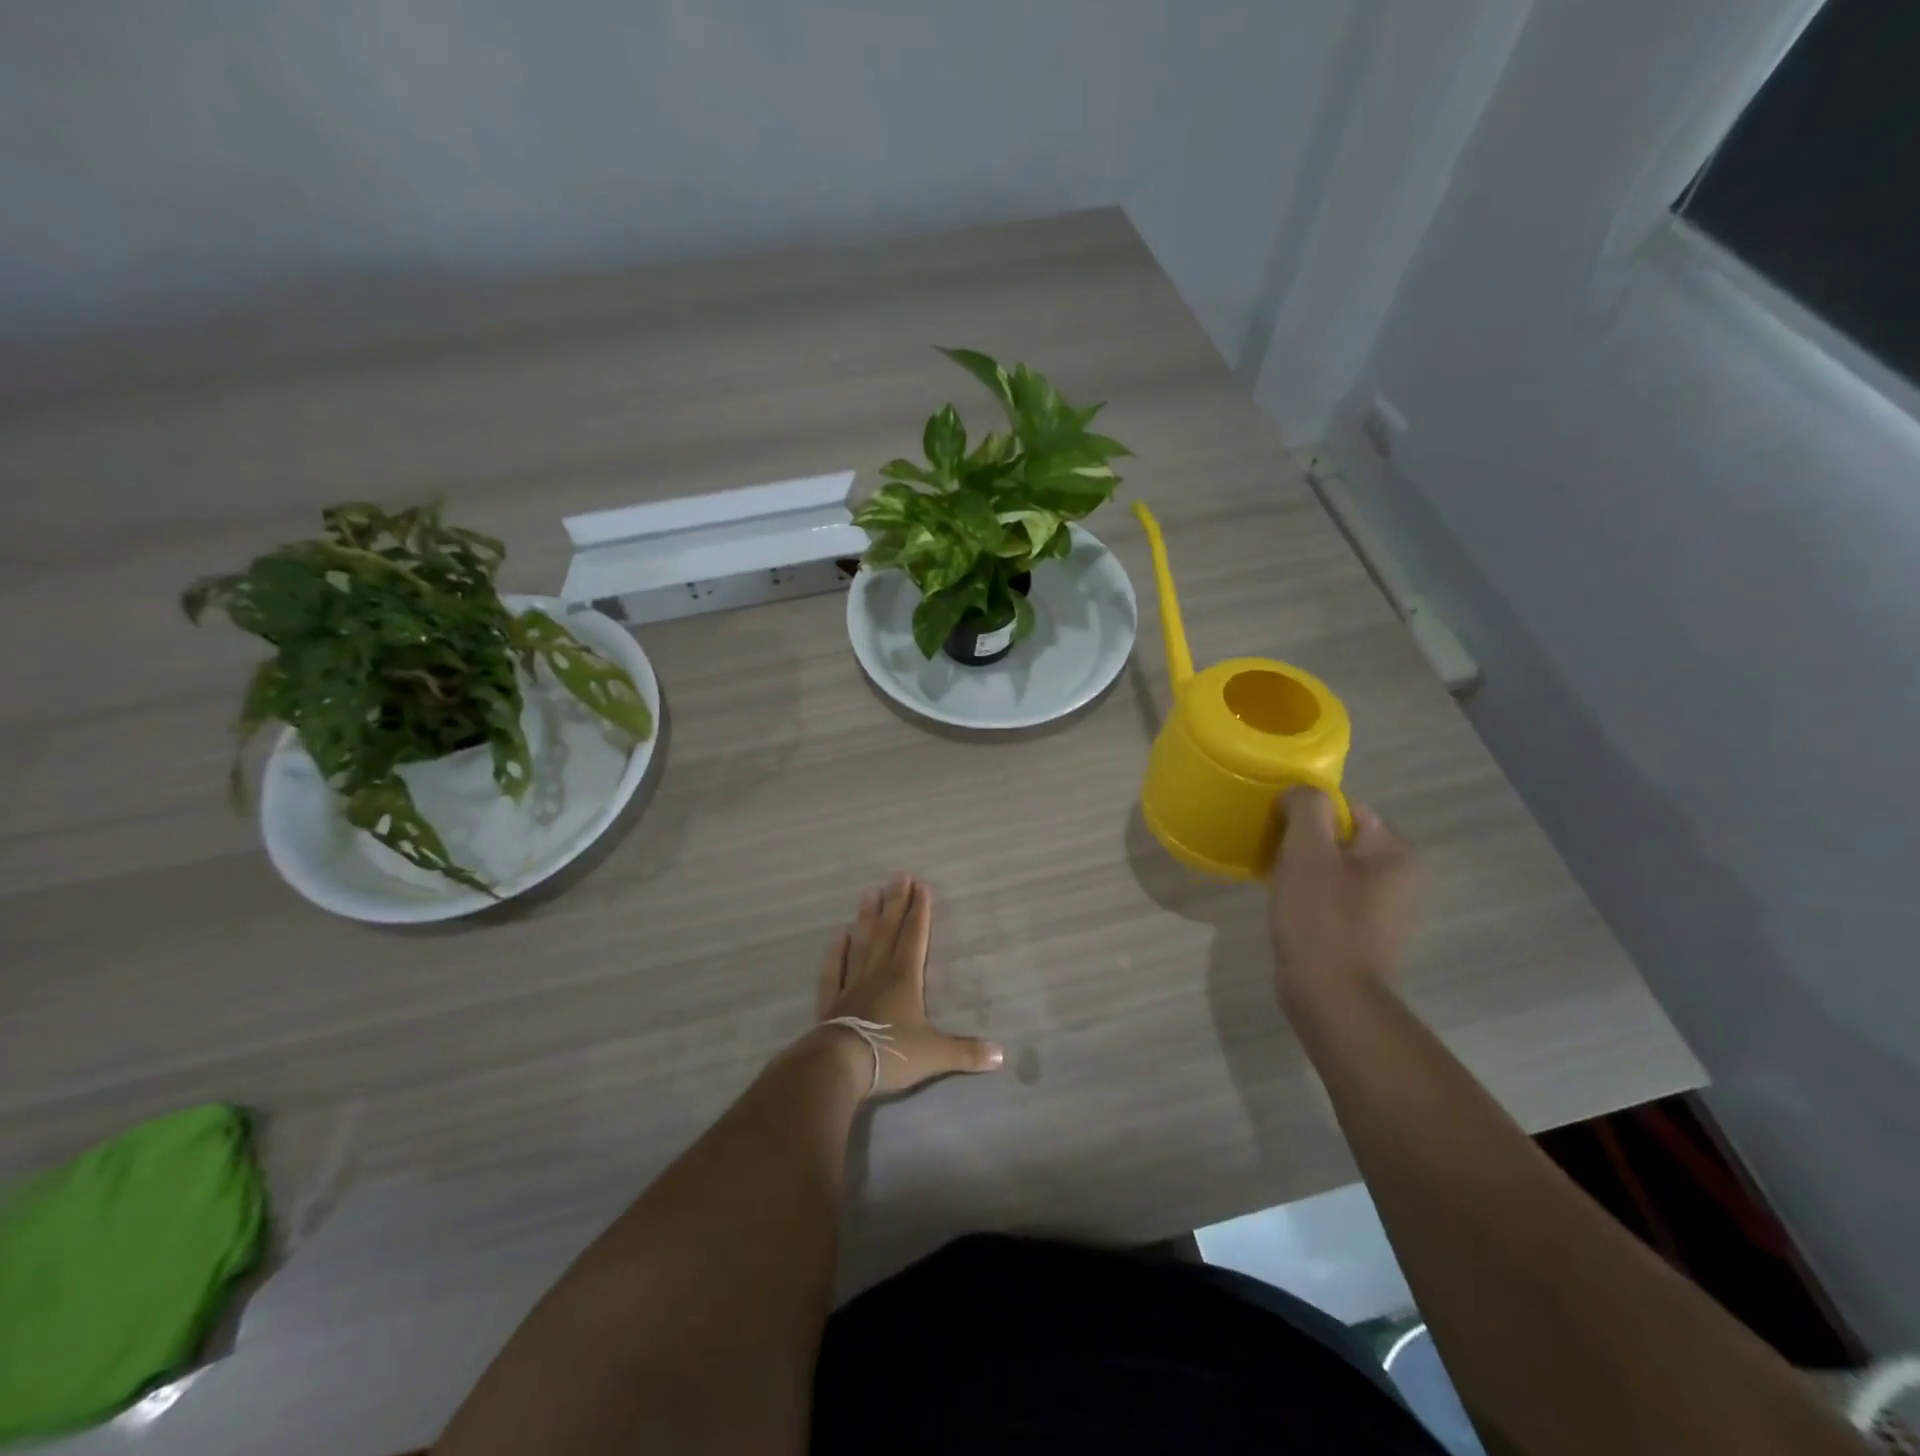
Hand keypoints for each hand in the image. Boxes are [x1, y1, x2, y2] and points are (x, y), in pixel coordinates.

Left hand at [813, 874, 1003, 1095]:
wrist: (840, 1067)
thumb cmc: (891, 1053)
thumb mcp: (935, 1055)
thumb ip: (966, 1052)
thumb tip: (1001, 1056)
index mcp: (904, 979)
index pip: (914, 937)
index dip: (919, 912)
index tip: (920, 885)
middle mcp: (878, 974)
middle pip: (888, 932)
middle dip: (896, 904)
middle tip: (898, 876)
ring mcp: (852, 986)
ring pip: (862, 945)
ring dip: (867, 919)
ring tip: (870, 893)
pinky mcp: (832, 1003)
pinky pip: (834, 972)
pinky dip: (836, 953)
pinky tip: (839, 936)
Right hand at [1268, 789, 1416, 1009]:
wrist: (1331, 997)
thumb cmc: (1320, 918)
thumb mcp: (1308, 851)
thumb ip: (1306, 807)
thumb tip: (1297, 794)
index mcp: (1398, 851)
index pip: (1346, 808)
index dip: (1307, 815)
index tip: (1279, 834)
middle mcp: (1403, 876)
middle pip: (1339, 838)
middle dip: (1304, 844)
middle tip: (1277, 862)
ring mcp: (1388, 908)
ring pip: (1333, 868)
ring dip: (1304, 870)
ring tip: (1280, 885)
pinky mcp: (1368, 933)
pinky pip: (1333, 896)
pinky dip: (1311, 896)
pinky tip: (1292, 911)